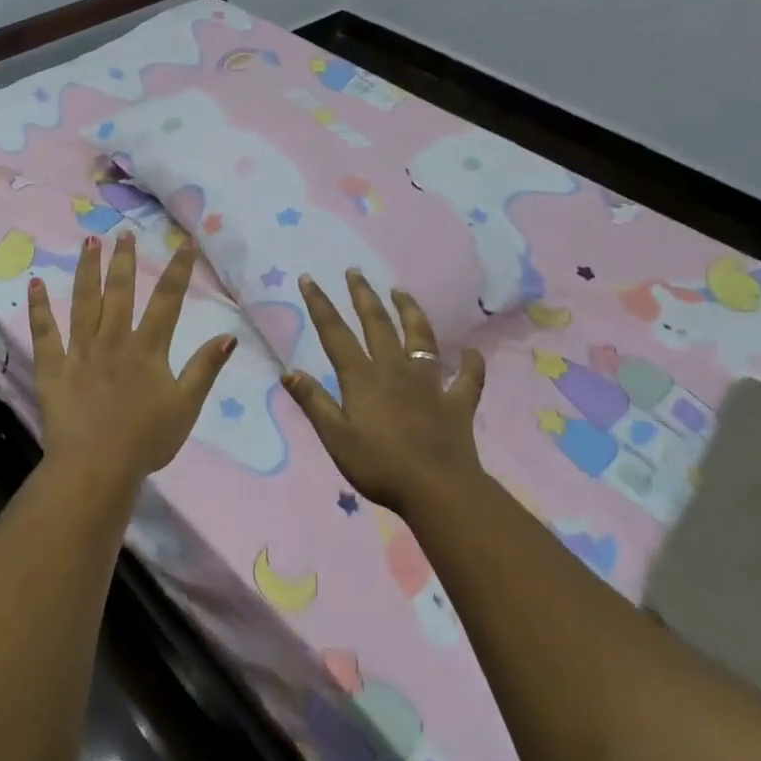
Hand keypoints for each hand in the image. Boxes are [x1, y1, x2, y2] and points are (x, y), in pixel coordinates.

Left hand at [28, 233, 237, 492]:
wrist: (96, 467)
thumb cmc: (146, 440)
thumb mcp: (186, 406)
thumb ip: (205, 368)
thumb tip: (229, 334)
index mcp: (148, 348)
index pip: (167, 301)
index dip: (178, 270)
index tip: (184, 243)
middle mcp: (113, 340)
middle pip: (120, 292)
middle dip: (124, 260)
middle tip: (124, 233)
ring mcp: (80, 351)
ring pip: (83, 302)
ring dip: (87, 269)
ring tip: (89, 242)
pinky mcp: (53, 367)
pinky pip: (45, 332)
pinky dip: (39, 308)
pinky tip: (35, 283)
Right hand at [283, 271, 487, 514]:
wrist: (438, 490)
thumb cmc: (380, 466)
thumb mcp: (336, 437)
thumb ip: (314, 402)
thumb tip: (289, 370)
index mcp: (362, 377)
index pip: (335, 333)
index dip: (320, 304)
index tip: (310, 278)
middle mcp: (395, 370)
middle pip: (377, 324)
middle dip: (363, 295)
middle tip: (355, 271)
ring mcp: (430, 383)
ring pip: (420, 338)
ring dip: (410, 312)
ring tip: (401, 291)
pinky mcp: (457, 402)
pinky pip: (468, 378)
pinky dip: (471, 364)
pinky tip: (471, 352)